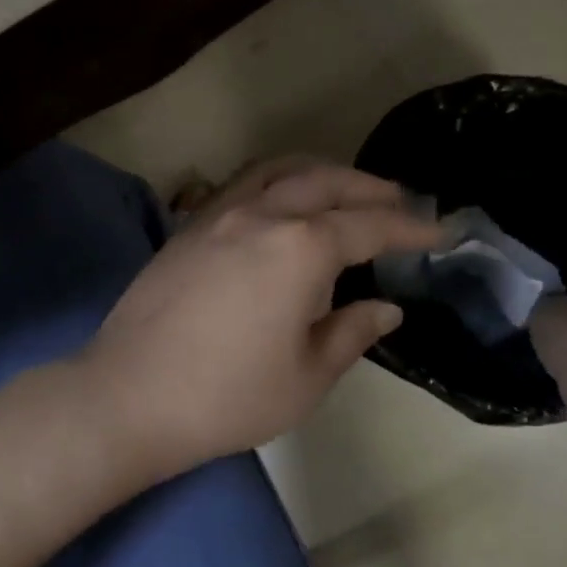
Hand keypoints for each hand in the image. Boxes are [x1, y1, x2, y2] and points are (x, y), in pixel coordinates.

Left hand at [77, 157, 441, 481]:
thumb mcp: (306, 377)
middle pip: (324, 182)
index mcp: (300, 248)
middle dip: (368, 188)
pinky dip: (277, 180)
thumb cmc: (227, 396)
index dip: (407, 228)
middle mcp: (261, 215)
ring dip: (320, 172)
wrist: (129, 395)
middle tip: (398, 201)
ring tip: (344, 189)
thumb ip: (351, 332)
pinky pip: (243, 184)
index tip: (437, 232)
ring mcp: (217, 214)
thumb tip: (386, 308)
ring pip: (278, 170)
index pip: (367, 226)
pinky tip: (281, 204)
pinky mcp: (188, 227)